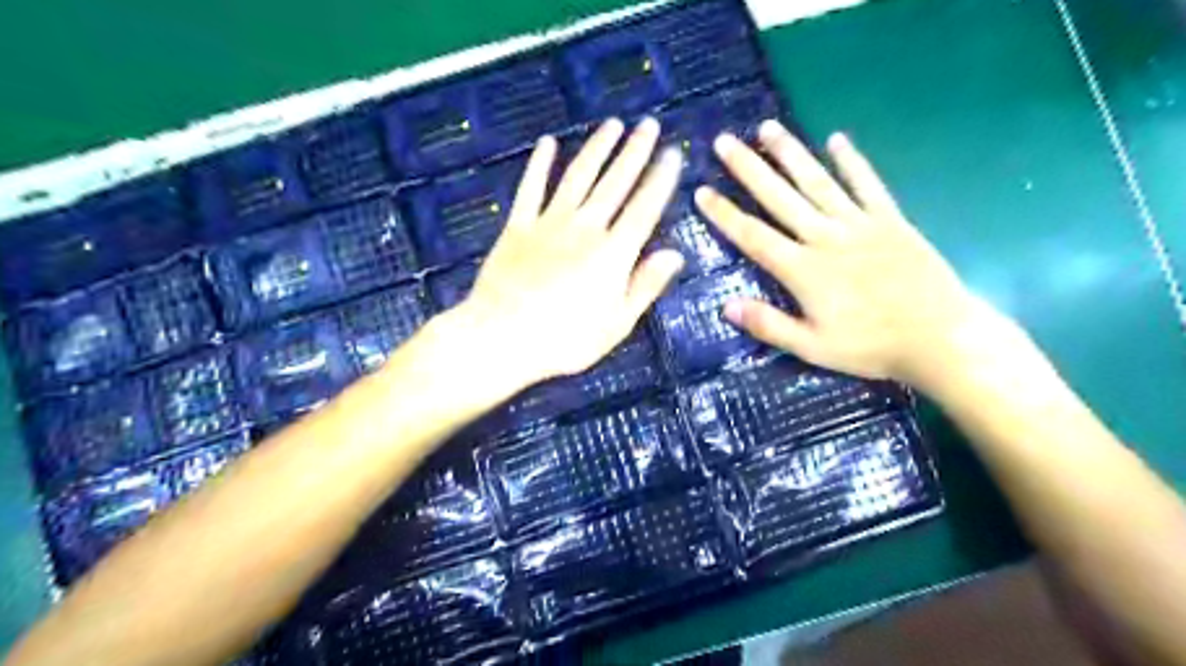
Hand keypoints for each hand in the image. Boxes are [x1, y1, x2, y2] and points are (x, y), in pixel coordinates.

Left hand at [457, 116, 692, 392]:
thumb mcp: (616, 323)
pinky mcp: (518, 226)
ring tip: (613, 125)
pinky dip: (539, 165)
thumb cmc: (565, 340)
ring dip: (597, 149)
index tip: (673, 153)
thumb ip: (645, 286)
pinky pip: (531, 188)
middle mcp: (585, 228)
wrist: (502, 336)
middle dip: (634, 152)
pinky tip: (547, 143)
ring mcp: (549, 223)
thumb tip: (675, 254)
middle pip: (615, 183)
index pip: (644, 208)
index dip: (660, 179)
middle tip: (648, 125)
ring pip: (578, 177)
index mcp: (613, 254)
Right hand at [698, 120, 998, 389]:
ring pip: (818, 182)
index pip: (753, 236)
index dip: (725, 213)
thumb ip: (769, 325)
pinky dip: (852, 162)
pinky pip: (868, 185)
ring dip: (791, 154)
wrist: (939, 337)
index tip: (701, 190)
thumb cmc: (870, 346)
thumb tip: (727, 306)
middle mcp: (826, 238)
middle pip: (780, 198)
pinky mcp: (890, 220)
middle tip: (724, 141)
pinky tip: (837, 140)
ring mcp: (859, 224)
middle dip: (749, 169)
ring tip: (768, 128)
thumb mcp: (813, 347)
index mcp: (803, 270)